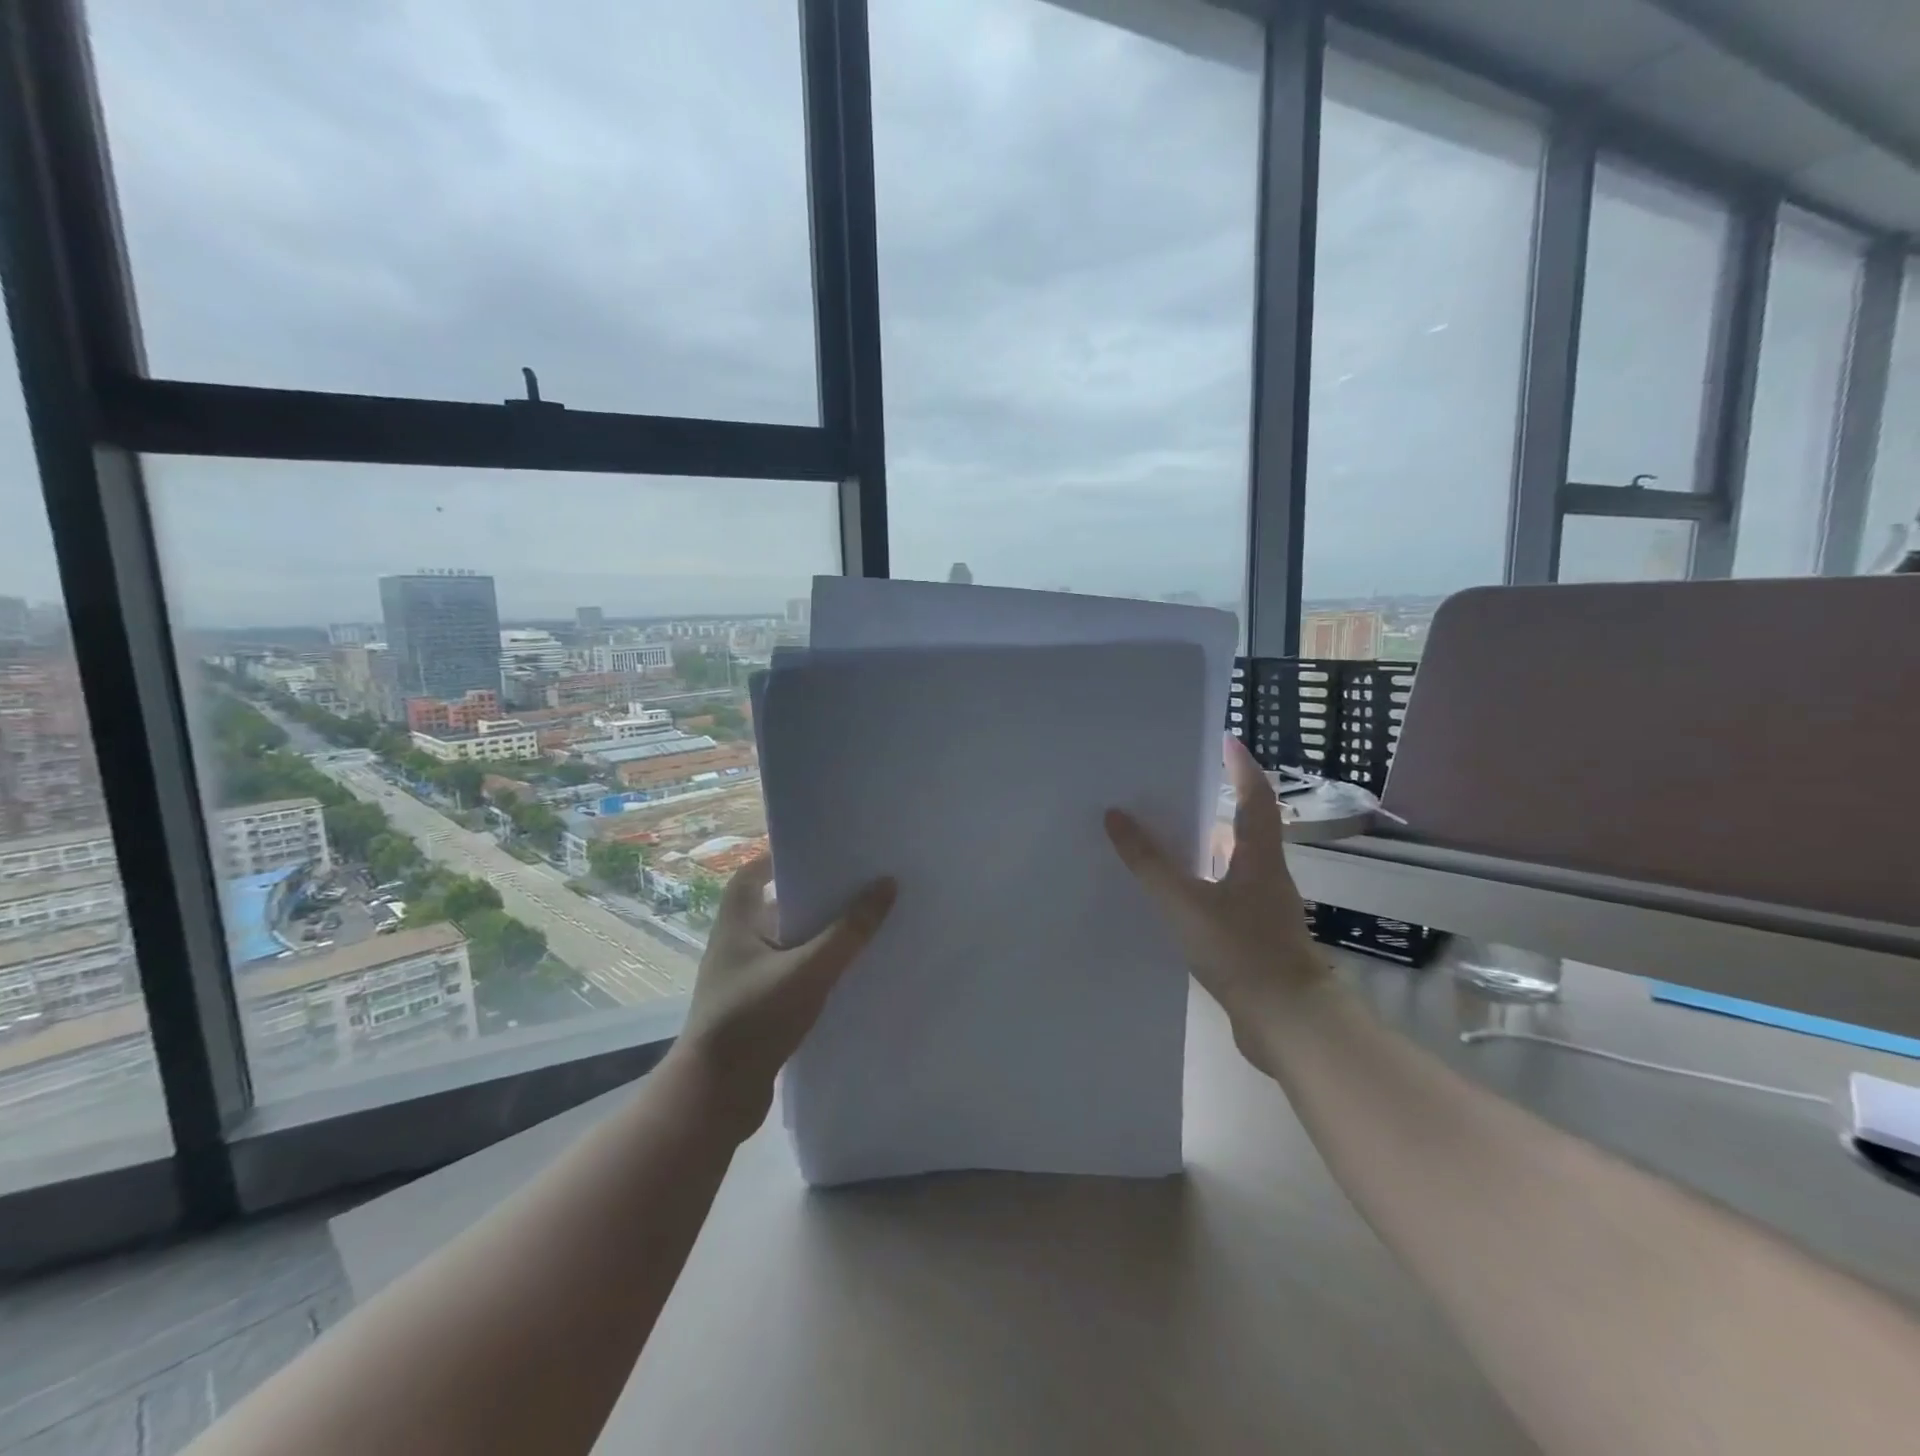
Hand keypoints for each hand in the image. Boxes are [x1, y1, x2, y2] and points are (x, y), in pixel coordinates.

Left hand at [672, 854, 895, 1139]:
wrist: (715, 1098)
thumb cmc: (754, 1019)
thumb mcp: (808, 970)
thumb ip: (849, 931)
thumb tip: (887, 884)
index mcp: (736, 923)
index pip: (752, 873)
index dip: (780, 856)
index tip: (820, 849)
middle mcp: (736, 944)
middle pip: (775, 905)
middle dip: (812, 894)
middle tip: (855, 882)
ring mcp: (744, 979)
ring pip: (786, 943)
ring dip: (817, 934)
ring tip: (862, 921)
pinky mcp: (756, 1009)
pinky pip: (790, 974)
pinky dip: (815, 967)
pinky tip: (847, 971)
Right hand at [1105, 736, 1327, 1038]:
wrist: (1288, 1024)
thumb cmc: (1242, 952)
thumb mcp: (1185, 903)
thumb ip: (1149, 862)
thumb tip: (1116, 816)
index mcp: (1259, 858)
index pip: (1255, 797)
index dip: (1242, 766)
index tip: (1225, 739)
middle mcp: (1266, 876)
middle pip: (1243, 827)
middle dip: (1213, 803)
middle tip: (1173, 787)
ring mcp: (1262, 909)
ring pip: (1231, 863)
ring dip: (1203, 845)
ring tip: (1162, 835)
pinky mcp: (1254, 937)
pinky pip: (1223, 894)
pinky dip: (1200, 882)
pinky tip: (1171, 894)